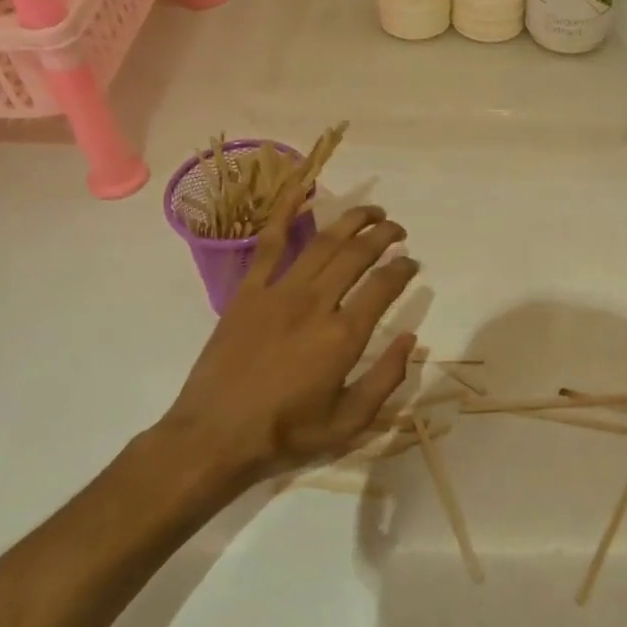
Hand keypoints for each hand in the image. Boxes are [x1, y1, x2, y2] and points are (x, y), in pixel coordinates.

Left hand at [152, 198, 420, 494]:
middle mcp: (316, 303)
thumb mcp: (349, 422)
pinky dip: (286, 212)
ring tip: (371, 212)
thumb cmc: (286, 433)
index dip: (404, 269)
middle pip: (358, 254)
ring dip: (352, 221)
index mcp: (343, 336)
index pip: (384, 286)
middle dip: (385, 236)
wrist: (214, 436)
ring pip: (323, 242)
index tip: (412, 264)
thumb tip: (411, 339)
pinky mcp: (248, 291)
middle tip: (398, 231)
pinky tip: (301, 189)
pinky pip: (269, 243)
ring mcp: (279, 292)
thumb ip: (386, 379)